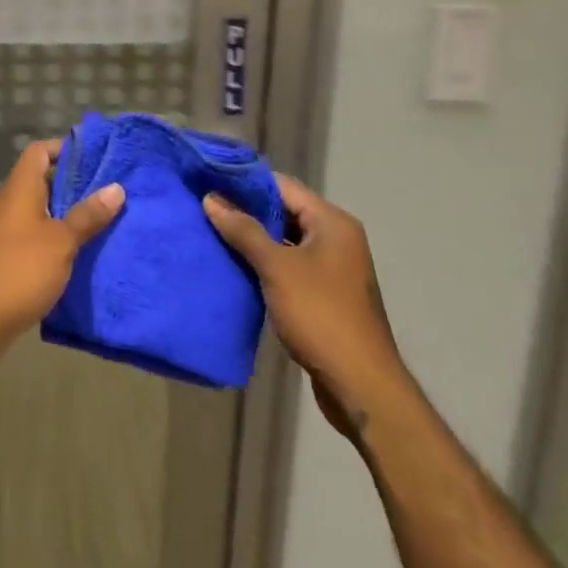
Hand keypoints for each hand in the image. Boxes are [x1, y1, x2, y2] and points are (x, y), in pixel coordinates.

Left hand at [0, 139, 124, 363]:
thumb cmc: (19, 271)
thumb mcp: (60, 242)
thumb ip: (87, 215)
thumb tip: (116, 187)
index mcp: (20, 190)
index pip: (39, 152)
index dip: (64, 148)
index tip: (96, 157)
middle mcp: (10, 205)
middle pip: (43, 182)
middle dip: (75, 185)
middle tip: (111, 191)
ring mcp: (6, 233)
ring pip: (42, 213)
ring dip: (69, 215)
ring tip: (105, 221)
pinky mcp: (7, 260)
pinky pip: (37, 238)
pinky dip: (58, 241)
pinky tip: (82, 255)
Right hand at [203, 176, 404, 439]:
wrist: (361, 386)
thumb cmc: (320, 315)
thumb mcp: (276, 268)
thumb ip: (244, 230)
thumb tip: (212, 198)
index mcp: (332, 222)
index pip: (283, 186)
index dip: (246, 182)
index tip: (210, 181)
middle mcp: (337, 238)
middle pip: (285, 211)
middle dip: (247, 210)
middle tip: (206, 207)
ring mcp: (333, 267)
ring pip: (285, 239)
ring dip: (254, 238)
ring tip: (214, 233)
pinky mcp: (326, 294)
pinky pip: (290, 264)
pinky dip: (265, 262)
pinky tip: (236, 267)